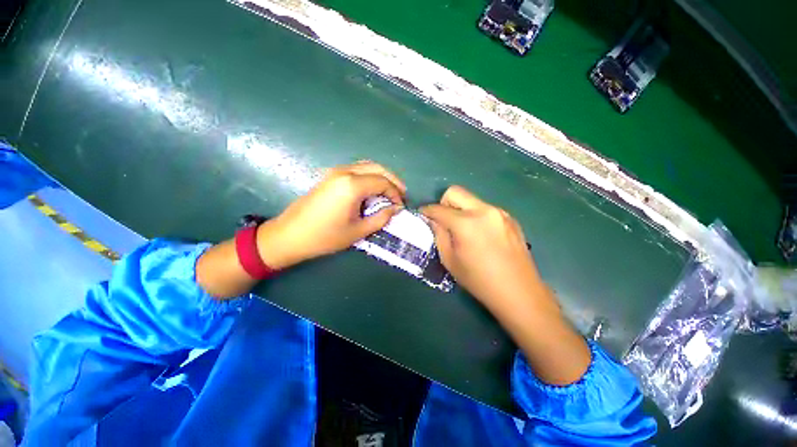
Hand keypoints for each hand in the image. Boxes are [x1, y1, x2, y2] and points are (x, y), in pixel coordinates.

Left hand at [257, 161, 405, 269]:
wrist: (290, 235)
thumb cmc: (325, 236)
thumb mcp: (358, 231)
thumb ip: (381, 218)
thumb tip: (395, 209)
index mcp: (352, 185)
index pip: (383, 182)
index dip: (395, 193)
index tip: (400, 206)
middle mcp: (345, 172)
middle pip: (377, 168)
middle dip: (392, 180)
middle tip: (401, 195)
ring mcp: (335, 171)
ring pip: (366, 166)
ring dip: (381, 176)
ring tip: (389, 192)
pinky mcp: (330, 176)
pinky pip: (356, 170)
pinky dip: (369, 176)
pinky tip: (372, 190)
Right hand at [420, 186, 545, 310]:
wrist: (519, 292)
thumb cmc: (479, 280)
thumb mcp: (450, 260)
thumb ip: (439, 235)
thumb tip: (434, 220)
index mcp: (466, 223)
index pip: (439, 209)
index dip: (427, 211)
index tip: (422, 215)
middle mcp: (484, 210)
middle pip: (455, 192)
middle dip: (443, 203)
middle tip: (443, 221)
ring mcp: (500, 212)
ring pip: (471, 199)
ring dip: (461, 210)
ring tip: (464, 231)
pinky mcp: (510, 218)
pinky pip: (485, 209)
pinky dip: (476, 216)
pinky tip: (481, 235)